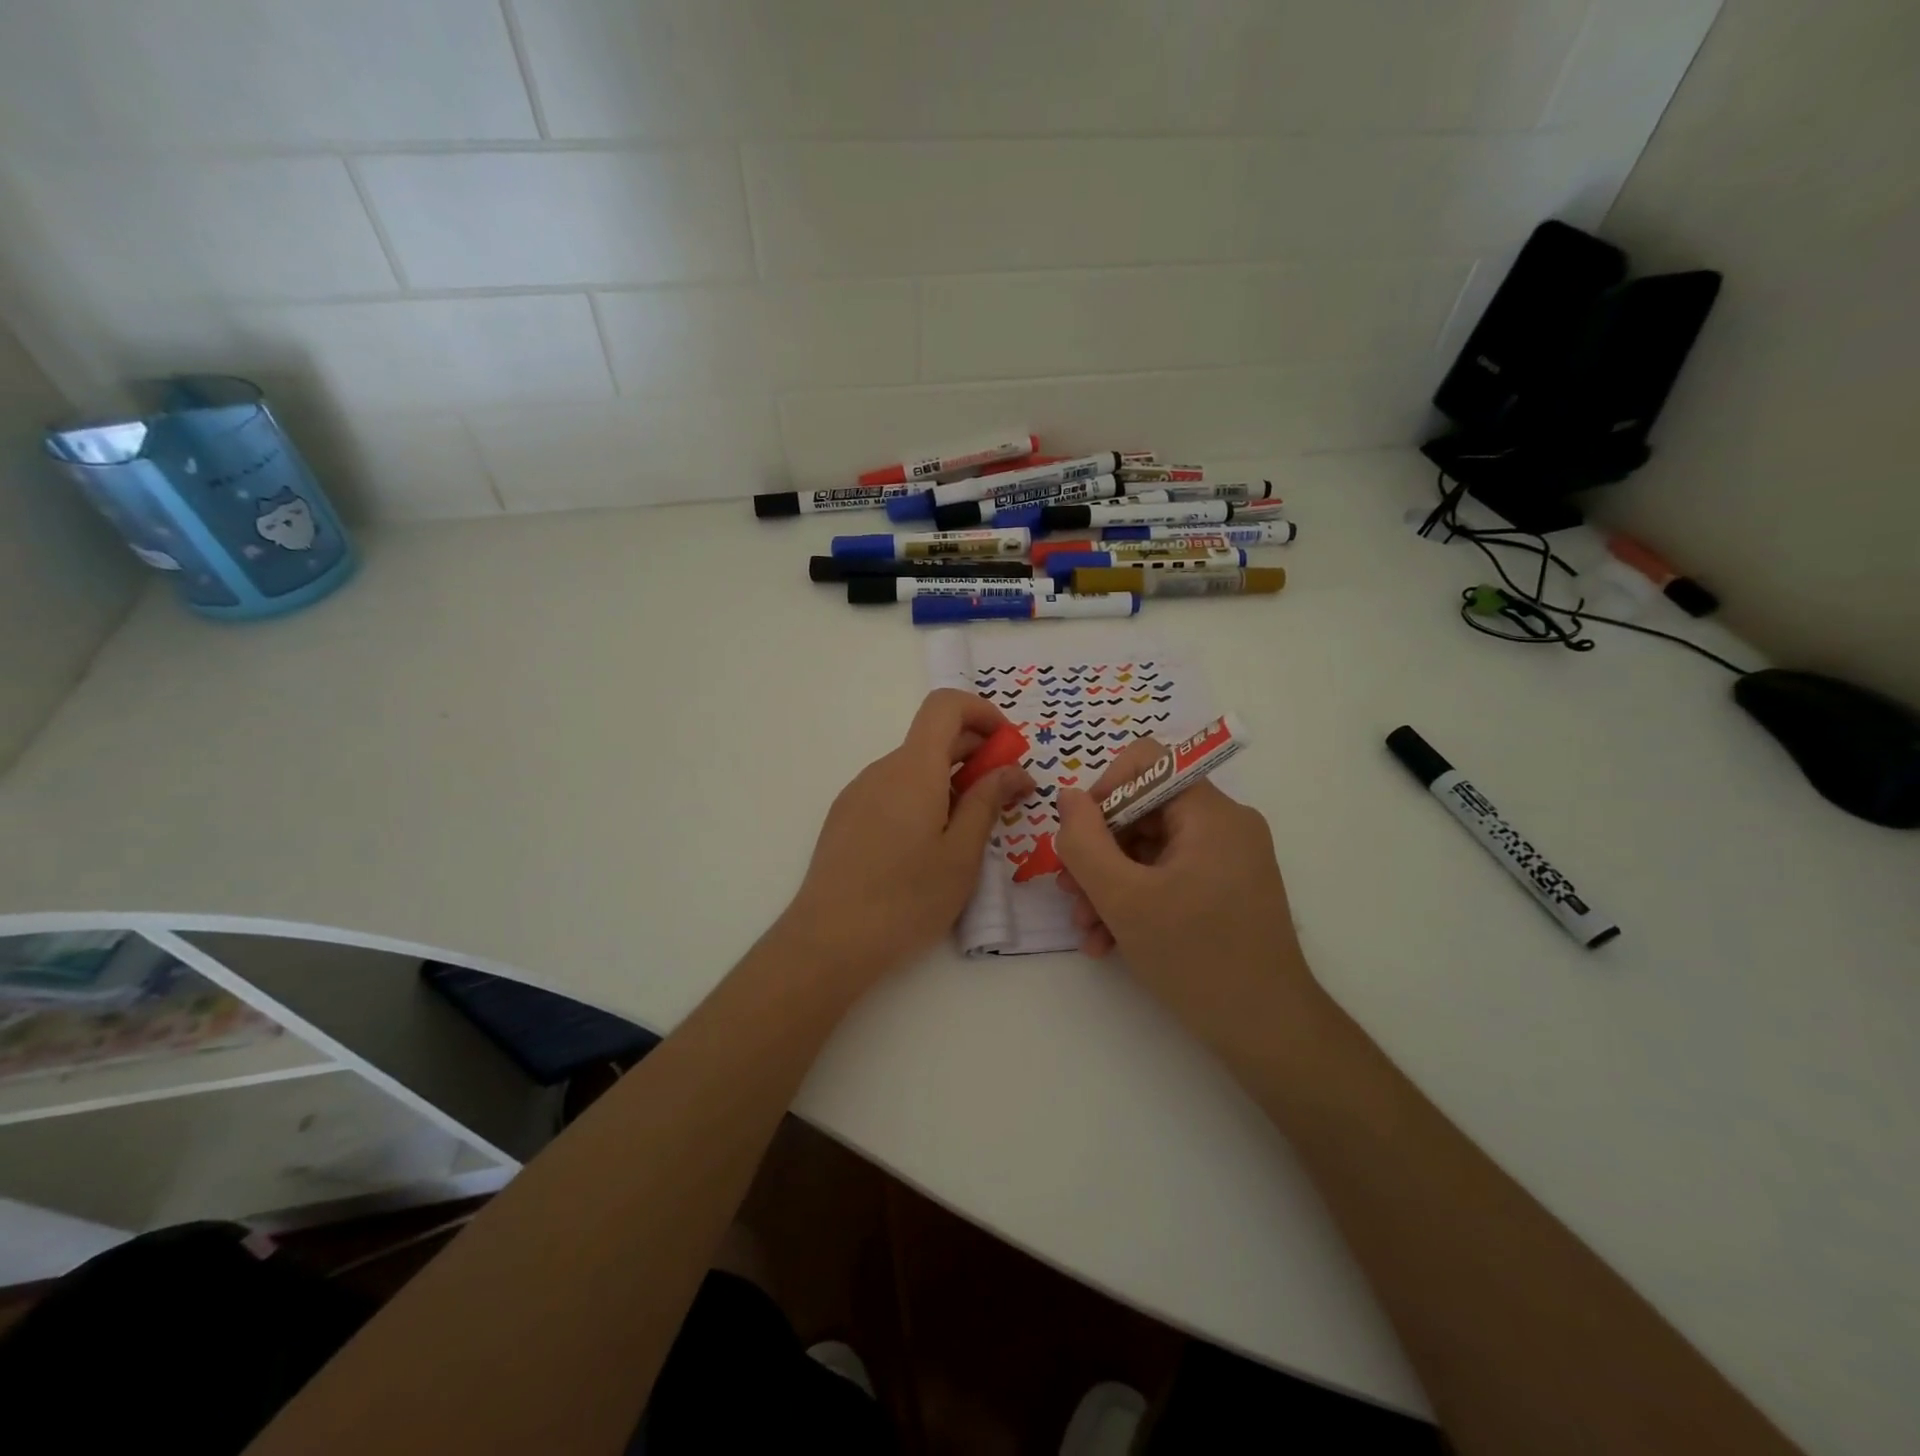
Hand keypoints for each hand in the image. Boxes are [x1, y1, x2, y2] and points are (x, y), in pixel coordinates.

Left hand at [779, 689, 1033, 989]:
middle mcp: (882, 770)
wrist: (829, 940)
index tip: (1007, 747)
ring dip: (949, 780)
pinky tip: (928, 845)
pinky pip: (892, 790)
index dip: (982, 713)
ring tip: (968, 829)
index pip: (945, 705)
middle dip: (976, 754)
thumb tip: (1012, 770)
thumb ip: (987, 802)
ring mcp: (859, 792)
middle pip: (932, 737)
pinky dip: (922, 798)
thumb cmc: (907, 898)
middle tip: (1005, 796)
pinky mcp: (845, 817)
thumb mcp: (962, 854)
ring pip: (913, 768)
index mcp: (913, 769)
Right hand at [1055, 737, 1312, 1046]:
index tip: (1078, 837)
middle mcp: (1225, 825)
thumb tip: (1067, 797)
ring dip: (1109, 884)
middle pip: (1143, 811)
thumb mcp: (1123, 898)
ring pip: (1149, 849)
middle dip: (1098, 852)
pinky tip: (1109, 942)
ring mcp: (1228, 859)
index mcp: (1211, 812)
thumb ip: (1084, 841)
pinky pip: (1168, 876)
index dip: (1103, 790)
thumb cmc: (1196, 957)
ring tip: (1087, 929)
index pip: (1146, 762)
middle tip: (1070, 893)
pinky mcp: (1225, 890)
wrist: (1269, 1033)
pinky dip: (1135, 901)